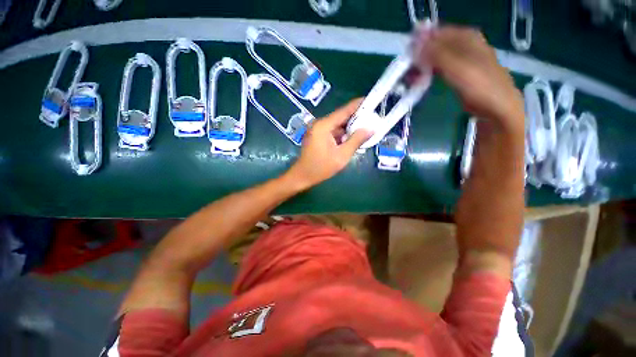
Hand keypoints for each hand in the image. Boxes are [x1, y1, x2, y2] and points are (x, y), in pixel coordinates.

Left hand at [287, 99, 371, 189]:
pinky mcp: (318, 136)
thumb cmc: (321, 168)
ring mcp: (318, 130)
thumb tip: (371, 129)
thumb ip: (356, 140)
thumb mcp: (342, 156)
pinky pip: (333, 131)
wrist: (302, 176)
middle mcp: (320, 124)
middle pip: (341, 117)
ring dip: (350, 128)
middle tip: (373, 119)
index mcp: (324, 125)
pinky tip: (352, 138)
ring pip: (338, 125)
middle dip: (357, 118)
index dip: (358, 105)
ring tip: (366, 129)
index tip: (372, 101)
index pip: (344, 110)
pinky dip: (343, 134)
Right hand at [414, 25, 524, 133]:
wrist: (497, 108)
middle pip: (435, 45)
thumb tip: (415, 43)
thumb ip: (437, 54)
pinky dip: (427, 73)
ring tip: (410, 78)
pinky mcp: (458, 74)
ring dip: (421, 66)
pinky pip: (438, 69)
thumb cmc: (481, 86)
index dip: (420, 41)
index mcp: (467, 37)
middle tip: (406, 70)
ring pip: (435, 57)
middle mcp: (464, 45)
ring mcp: (461, 60)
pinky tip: (420, 80)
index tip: (406, 56)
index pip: (437, 32)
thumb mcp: (458, 67)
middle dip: (419, 56)